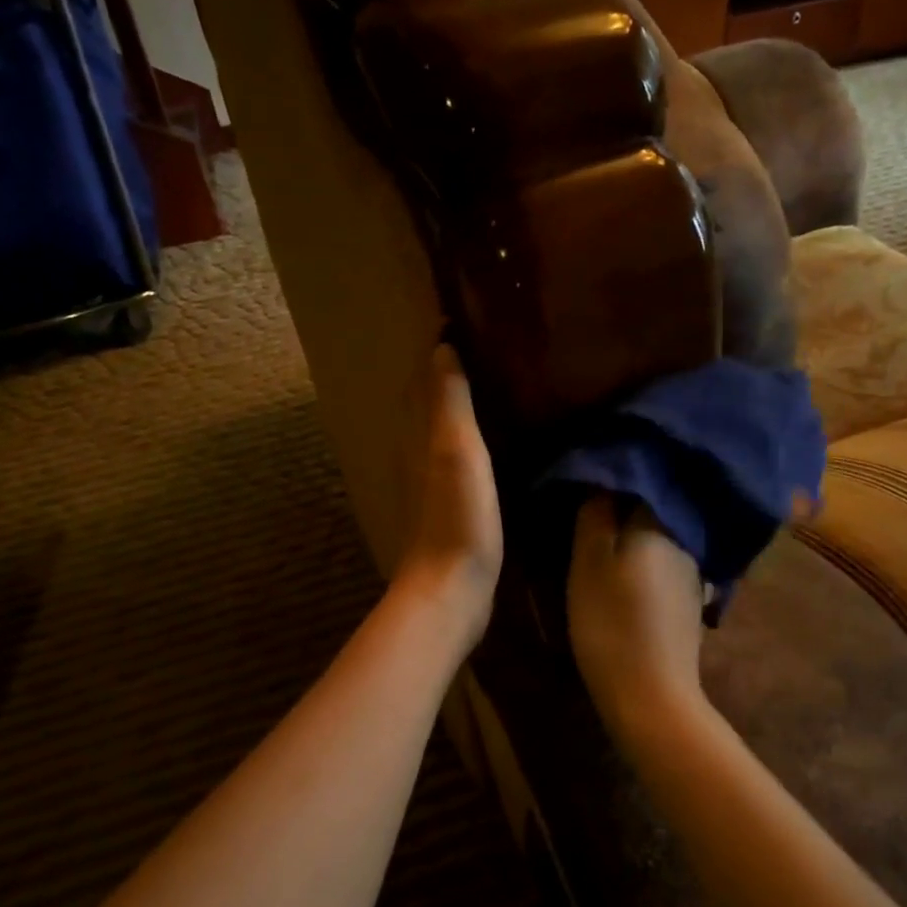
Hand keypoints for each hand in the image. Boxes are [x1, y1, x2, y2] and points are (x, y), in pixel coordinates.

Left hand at [394, 343, 501, 636]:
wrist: (451, 588)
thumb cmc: (457, 516)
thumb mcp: (455, 450)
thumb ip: (448, 400)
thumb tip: (441, 347)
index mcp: (416, 434)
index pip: (423, 377)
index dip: (439, 348)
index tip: (465, 318)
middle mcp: (415, 451)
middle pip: (426, 399)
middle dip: (446, 370)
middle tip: (484, 344)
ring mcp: (428, 481)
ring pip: (437, 427)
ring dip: (455, 402)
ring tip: (491, 380)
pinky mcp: (446, 504)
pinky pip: (452, 455)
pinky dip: (466, 435)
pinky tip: (490, 438)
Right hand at [567, 495, 706, 734]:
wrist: (651, 695)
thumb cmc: (610, 622)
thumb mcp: (589, 563)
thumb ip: (595, 516)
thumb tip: (602, 479)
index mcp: (659, 523)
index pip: (640, 480)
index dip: (613, 475)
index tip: (587, 478)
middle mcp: (685, 540)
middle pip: (652, 508)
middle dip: (625, 503)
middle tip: (590, 507)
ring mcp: (693, 573)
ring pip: (660, 538)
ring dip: (637, 534)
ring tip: (605, 537)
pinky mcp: (691, 602)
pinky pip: (666, 564)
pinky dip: (647, 561)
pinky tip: (629, 573)